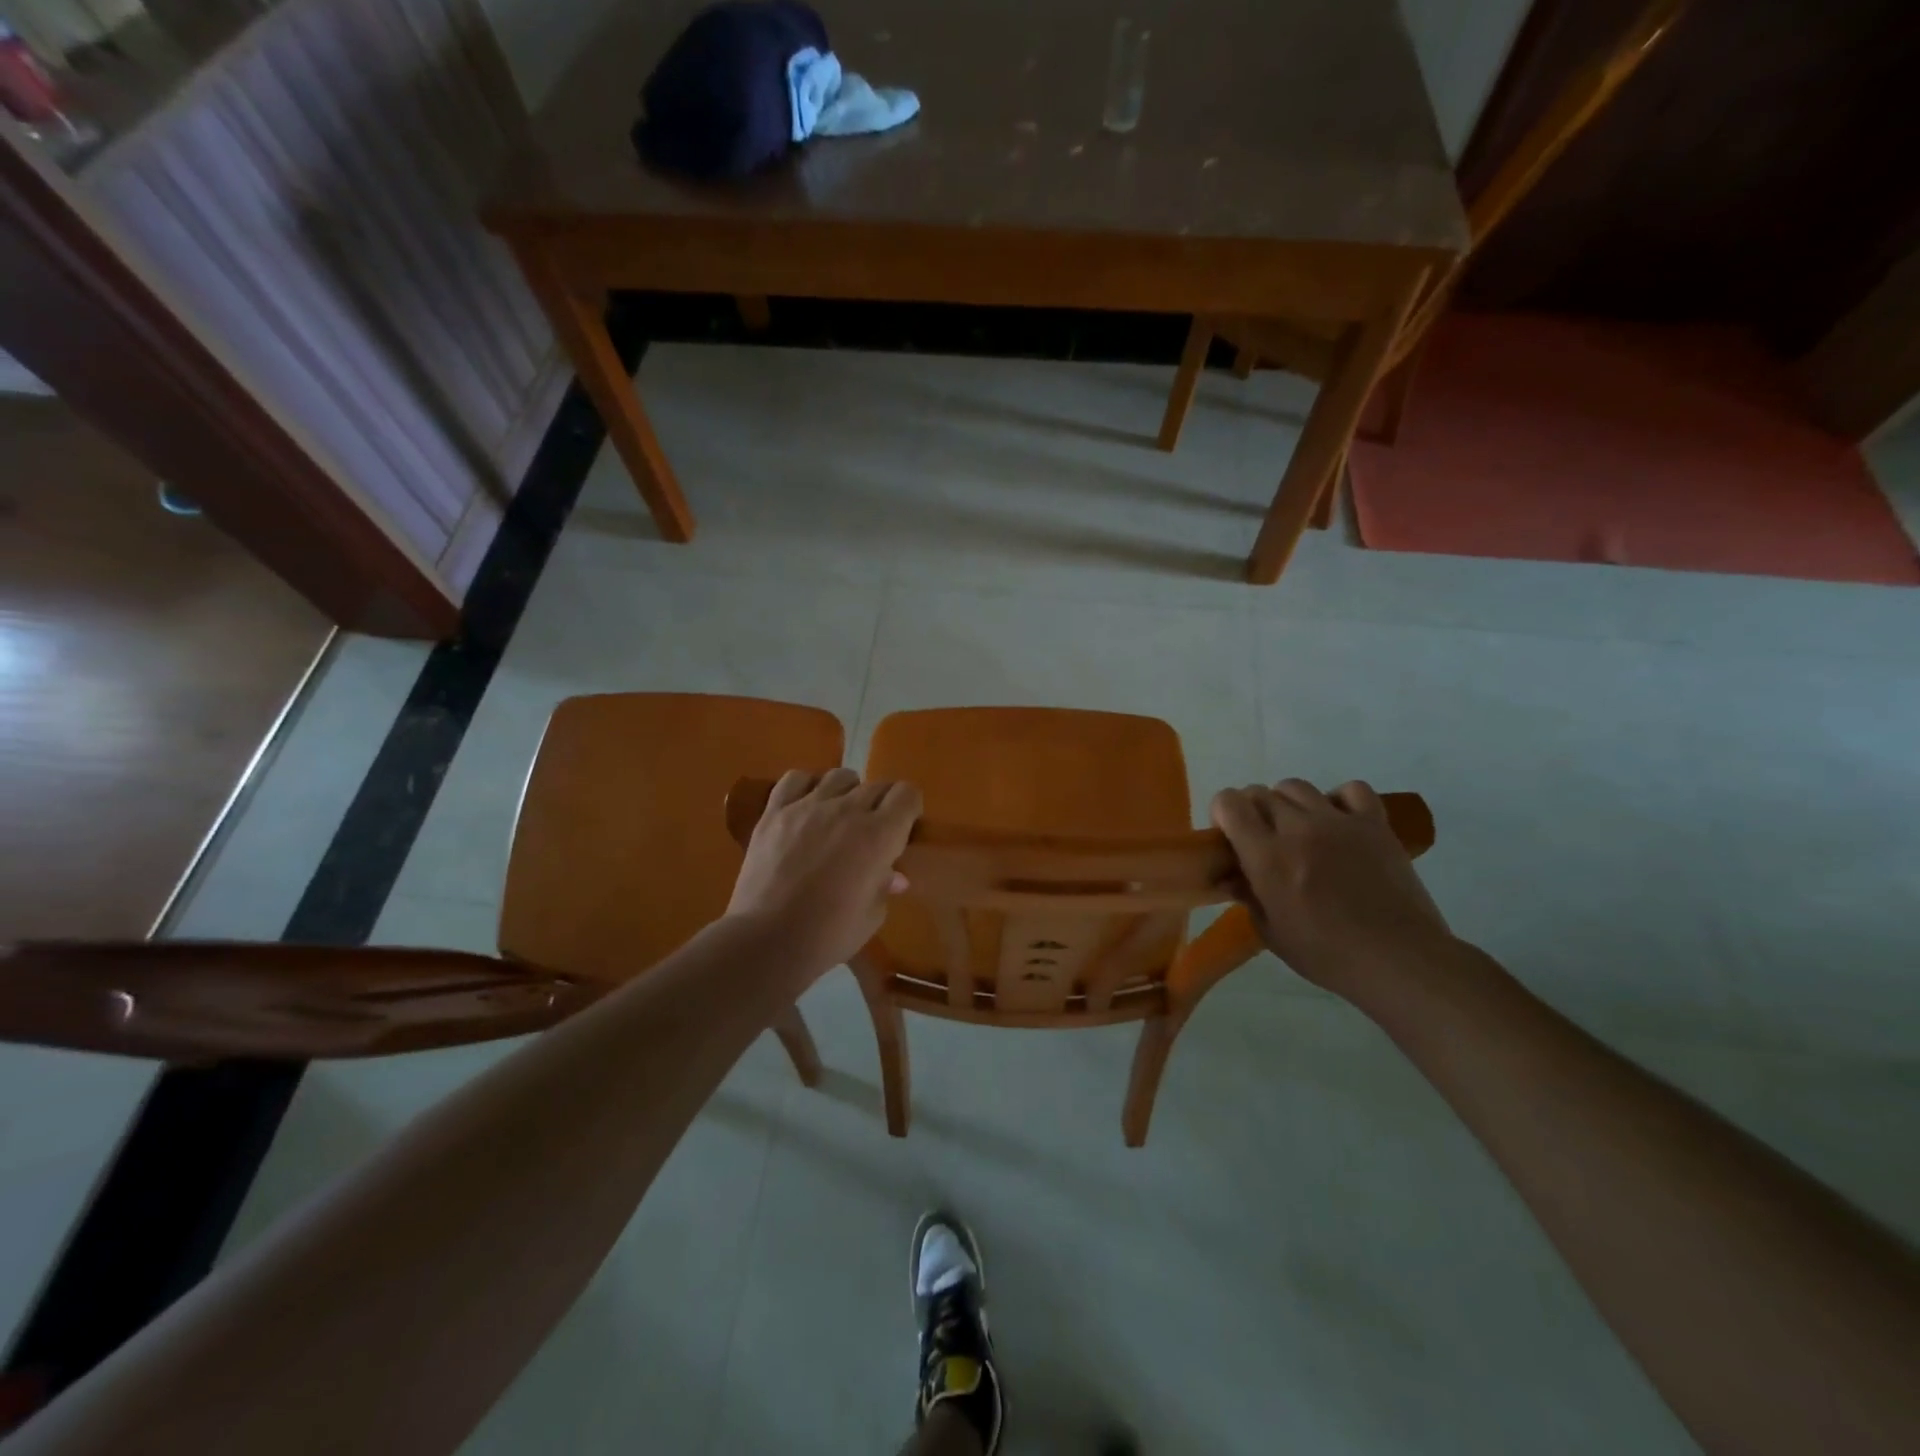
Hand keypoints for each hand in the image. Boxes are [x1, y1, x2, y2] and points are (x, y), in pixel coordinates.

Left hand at [726, 768, 921, 976]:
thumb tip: (893, 875)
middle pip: (876, 786)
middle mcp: (847, 810)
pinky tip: (806, 806)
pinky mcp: (775, 811)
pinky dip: (807, 786)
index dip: (909, 808)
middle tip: (872, 831)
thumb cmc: (828, 935)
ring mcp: (808, 806)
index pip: (907, 794)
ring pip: (839, 777)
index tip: (904, 826)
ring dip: (847, 792)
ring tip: (839, 815)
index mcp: (879, 835)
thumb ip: (884, 886)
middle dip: (881, 805)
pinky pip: (796, 779)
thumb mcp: (872, 916)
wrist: (767, 941)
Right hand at [1211, 778, 1450, 998]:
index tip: (1229, 835)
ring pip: (1297, 787)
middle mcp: (1298, 829)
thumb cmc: (1327, 955)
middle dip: (1253, 811)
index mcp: (1267, 857)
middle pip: (1261, 793)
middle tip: (1262, 839)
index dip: (1223, 812)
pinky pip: (1350, 790)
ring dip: (1288, 804)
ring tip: (1298, 829)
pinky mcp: (1374, 823)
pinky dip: (1338, 799)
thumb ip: (1248, 896)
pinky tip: (1338, 822)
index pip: (1230, 803)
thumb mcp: (1271, 933)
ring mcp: (1338, 822)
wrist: (1399, 959)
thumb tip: (1231, 876)